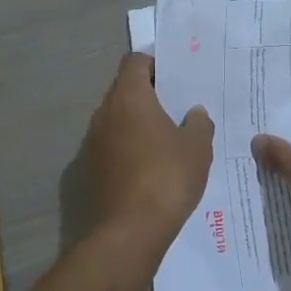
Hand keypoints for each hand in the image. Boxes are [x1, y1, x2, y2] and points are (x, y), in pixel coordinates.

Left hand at [87, 54, 213, 244]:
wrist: (130, 229)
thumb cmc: (167, 176)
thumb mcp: (197, 147)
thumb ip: (198, 123)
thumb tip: (194, 113)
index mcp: (129, 98)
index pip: (134, 62)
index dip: (154, 64)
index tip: (175, 78)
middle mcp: (105, 113)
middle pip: (124, 89)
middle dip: (148, 93)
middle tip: (176, 105)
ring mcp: (94, 142)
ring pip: (117, 118)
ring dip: (137, 121)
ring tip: (167, 136)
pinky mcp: (92, 168)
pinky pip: (112, 144)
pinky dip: (129, 145)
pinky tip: (151, 163)